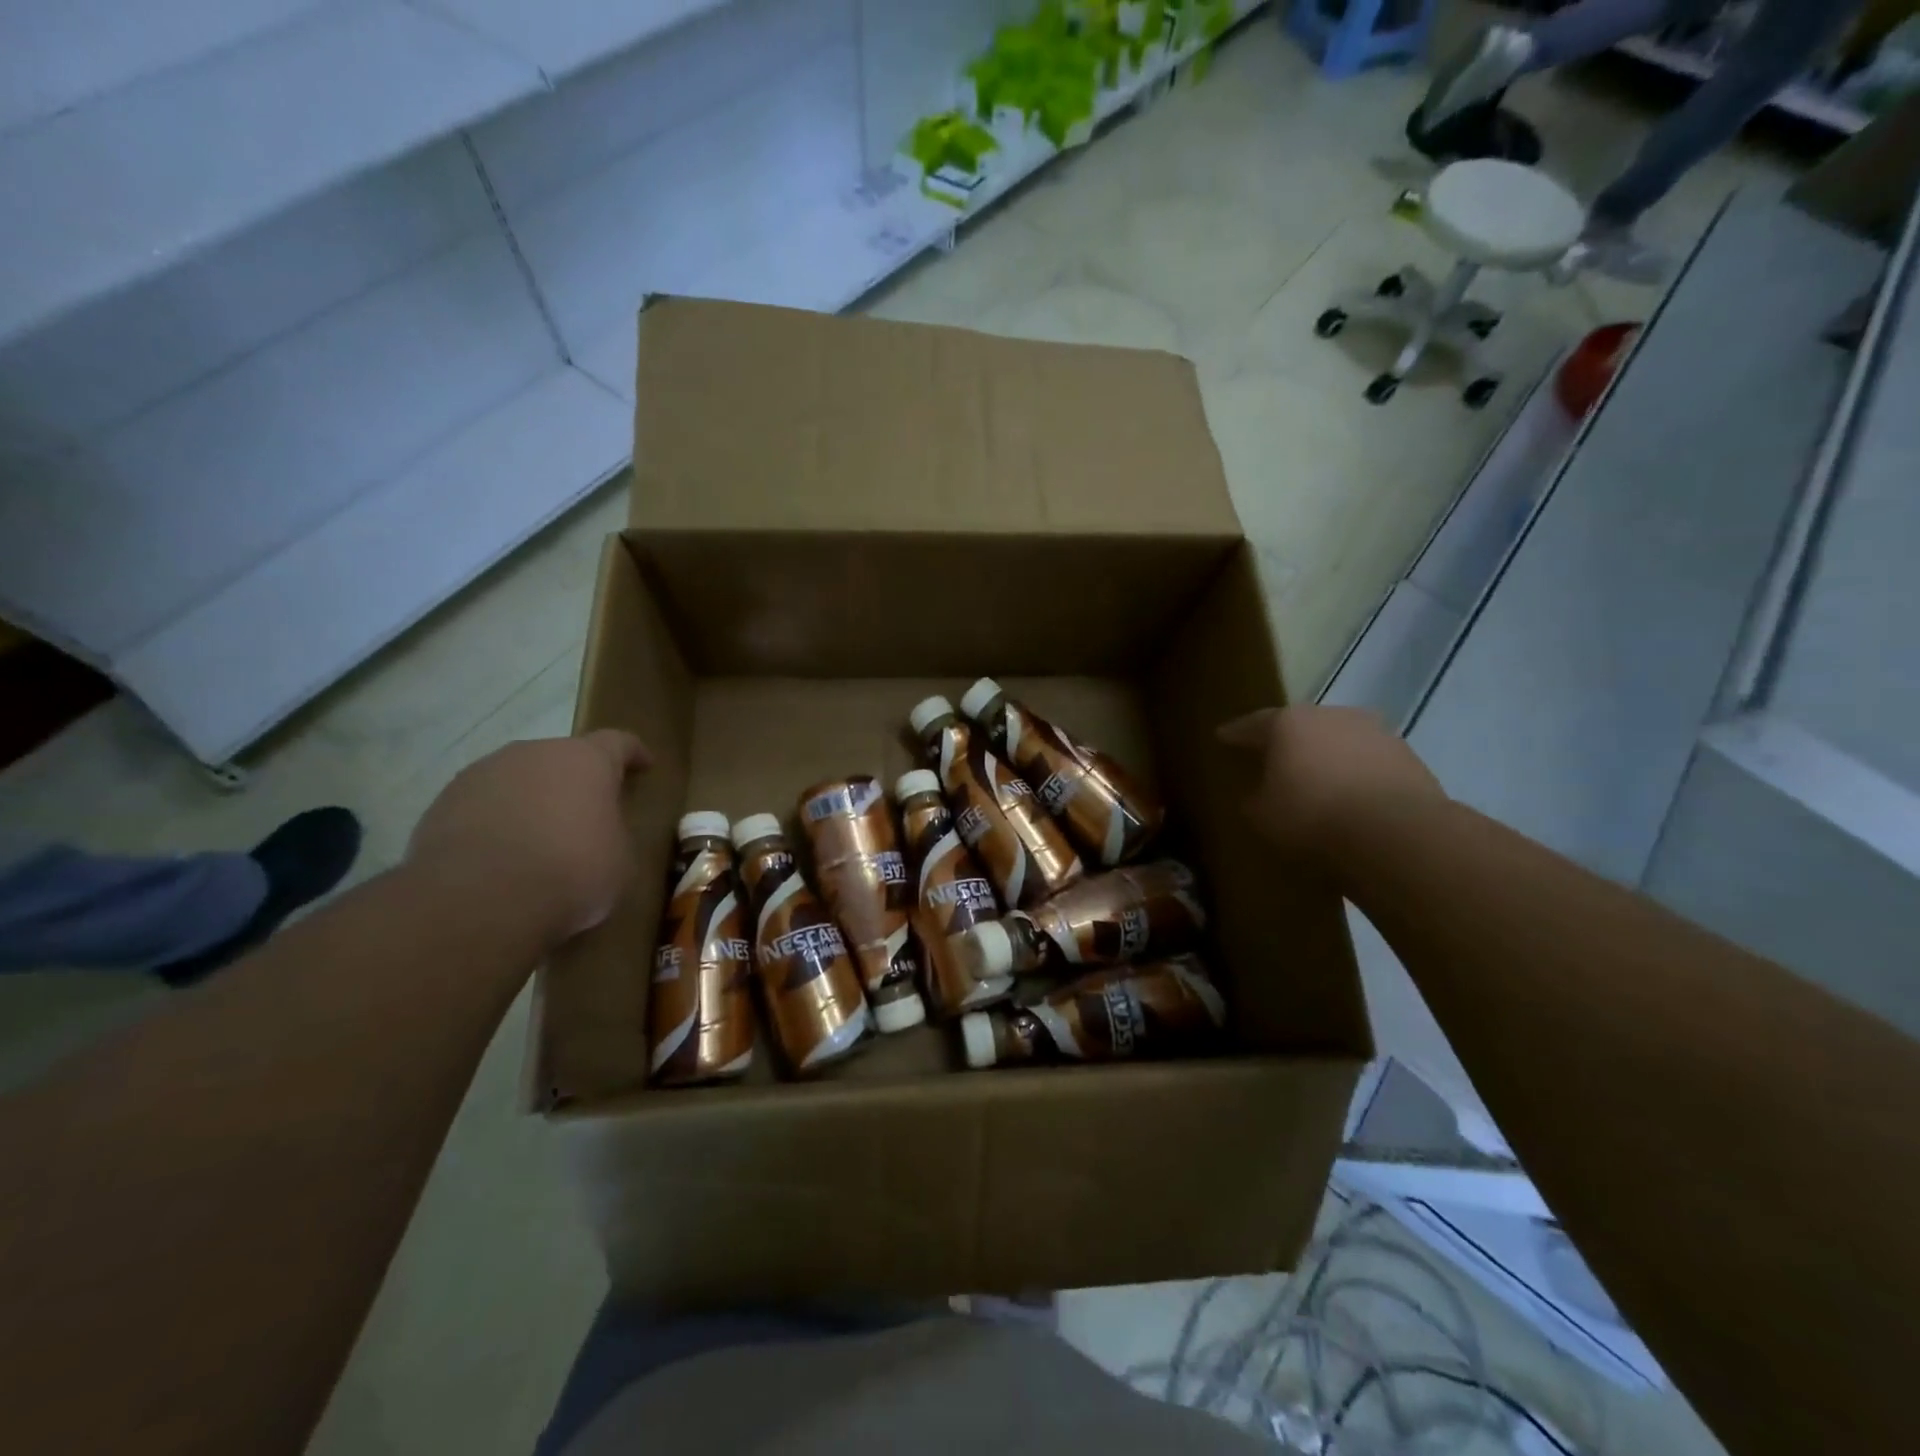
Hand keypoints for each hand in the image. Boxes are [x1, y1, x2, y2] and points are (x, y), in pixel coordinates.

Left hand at [408, 730, 651, 943]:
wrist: (477, 901)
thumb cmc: (571, 872)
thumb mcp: (620, 859)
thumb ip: (613, 832)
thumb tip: (599, 832)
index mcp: (586, 760)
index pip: (618, 742)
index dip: (633, 754)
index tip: (644, 766)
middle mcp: (533, 754)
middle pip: (562, 758)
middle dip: (576, 781)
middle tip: (587, 813)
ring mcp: (482, 774)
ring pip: (518, 780)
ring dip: (532, 800)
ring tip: (538, 839)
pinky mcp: (442, 804)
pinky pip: (482, 806)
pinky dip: (496, 823)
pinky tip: (501, 857)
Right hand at [1216, 707, 1442, 858]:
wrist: (1396, 833)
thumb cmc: (1312, 817)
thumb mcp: (1262, 815)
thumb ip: (1254, 798)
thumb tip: (1257, 793)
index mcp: (1288, 723)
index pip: (1252, 724)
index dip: (1235, 734)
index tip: (1222, 737)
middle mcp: (1331, 715)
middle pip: (1300, 726)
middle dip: (1287, 742)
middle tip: (1273, 759)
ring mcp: (1375, 732)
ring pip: (1339, 741)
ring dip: (1327, 757)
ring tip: (1318, 780)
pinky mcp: (1408, 756)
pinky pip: (1368, 762)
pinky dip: (1357, 774)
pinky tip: (1353, 797)